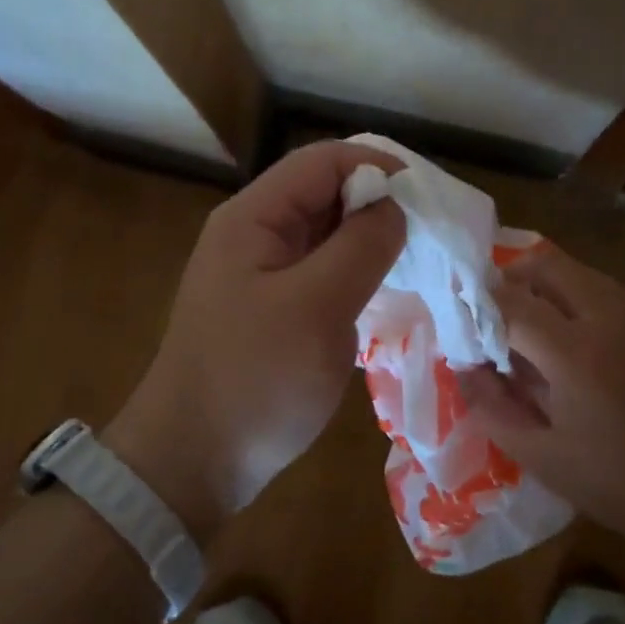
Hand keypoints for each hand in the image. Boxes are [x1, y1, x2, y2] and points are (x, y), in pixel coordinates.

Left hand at [105, 141, 405, 542]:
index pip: (323, 161)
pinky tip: (385, 294)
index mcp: (254, 218)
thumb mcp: (317, 307)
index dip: (378, 167)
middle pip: (325, 193)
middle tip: (430, 236)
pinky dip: (355, 274)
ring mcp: (261, 274)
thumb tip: (394, 206)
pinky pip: (321, 273)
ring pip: (326, 235)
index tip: (427, 200)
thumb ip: (361, 246)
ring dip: (370, 241)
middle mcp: (255, 234)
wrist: (193, 462)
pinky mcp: (272, 309)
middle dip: (378, 205)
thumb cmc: (255, 381)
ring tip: (418, 263)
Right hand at [455, 245, 624, 552]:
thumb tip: (463, 367)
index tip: (459, 321)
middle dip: (511, 280)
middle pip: (547, 264)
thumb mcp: (546, 459)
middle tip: (494, 315)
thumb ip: (492, 408)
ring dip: (547, 289)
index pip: (510, 302)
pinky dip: (580, 302)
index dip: (477, 305)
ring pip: (580, 272)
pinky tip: (581, 347)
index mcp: (576, 353)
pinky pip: (609, 292)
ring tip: (534, 331)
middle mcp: (611, 315)